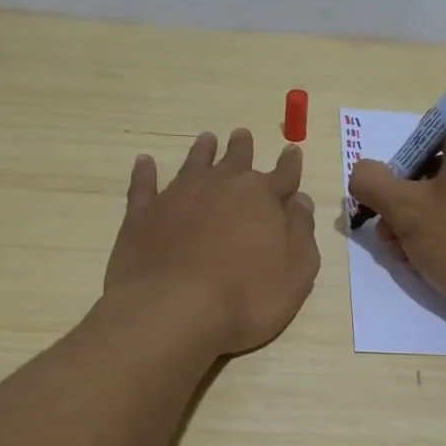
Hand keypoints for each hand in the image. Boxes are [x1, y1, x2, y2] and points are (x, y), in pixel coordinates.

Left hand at [105, 128, 319, 355]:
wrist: (175, 310)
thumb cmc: (248, 295)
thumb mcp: (297, 269)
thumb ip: (301, 230)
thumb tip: (300, 200)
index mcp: (262, 197)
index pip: (283, 174)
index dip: (290, 164)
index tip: (291, 151)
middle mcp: (221, 186)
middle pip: (236, 160)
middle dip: (242, 148)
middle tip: (242, 134)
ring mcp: (178, 196)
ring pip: (194, 164)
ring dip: (202, 151)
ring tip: (206, 139)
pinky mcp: (143, 215)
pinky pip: (144, 186)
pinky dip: (145, 173)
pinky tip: (144, 162)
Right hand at [349, 117, 445, 318]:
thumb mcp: (404, 210)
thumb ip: (372, 182)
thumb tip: (363, 172)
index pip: (425, 135)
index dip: (400, 167)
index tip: (390, 202)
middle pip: (437, 168)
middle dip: (406, 202)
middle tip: (391, 237)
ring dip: (423, 222)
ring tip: (409, 256)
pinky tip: (440, 262)